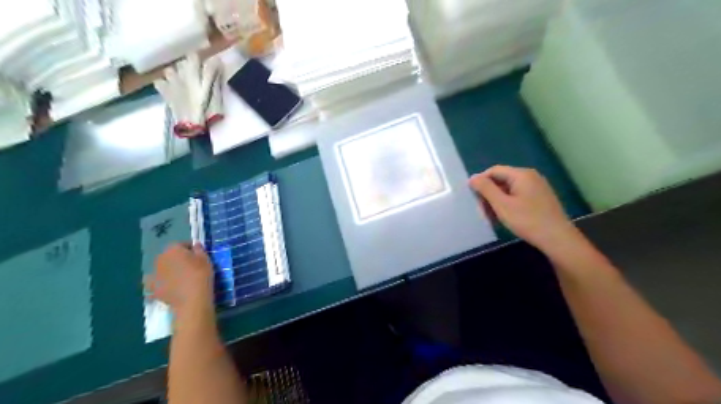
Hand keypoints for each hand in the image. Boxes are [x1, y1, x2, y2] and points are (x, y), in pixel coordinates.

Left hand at [146, 243, 213, 321]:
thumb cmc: (201, 275)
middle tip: (189, 266)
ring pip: (161, 268)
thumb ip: (199, 249)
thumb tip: (195, 245)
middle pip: (169, 255)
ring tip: (178, 277)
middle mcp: (160, 258)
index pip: (182, 244)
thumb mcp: (205, 259)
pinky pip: (154, 282)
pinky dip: (158, 283)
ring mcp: (153, 273)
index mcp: (173, 249)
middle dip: (177, 259)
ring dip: (167, 270)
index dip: (190, 249)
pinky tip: (166, 286)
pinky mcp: (151, 287)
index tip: (198, 255)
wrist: (191, 299)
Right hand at [472, 164, 581, 252]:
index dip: (481, 182)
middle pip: (501, 180)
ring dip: (497, 202)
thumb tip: (473, 178)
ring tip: (492, 218)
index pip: (494, 171)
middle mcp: (530, 177)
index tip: (473, 198)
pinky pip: (518, 196)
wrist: (557, 239)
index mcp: (521, 174)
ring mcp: (537, 188)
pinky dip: (508, 205)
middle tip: (482, 212)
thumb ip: (485, 189)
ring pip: (508, 190)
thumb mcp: (502, 205)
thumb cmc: (527, 220)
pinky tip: (505, 218)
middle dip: (489, 194)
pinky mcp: (540, 199)